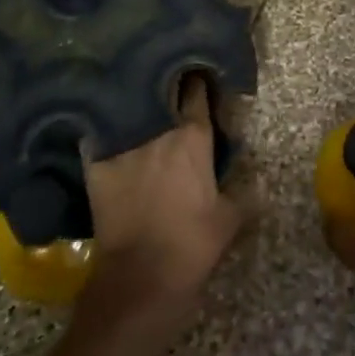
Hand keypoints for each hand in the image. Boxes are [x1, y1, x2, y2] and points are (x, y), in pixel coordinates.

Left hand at [78, 72, 241, 340]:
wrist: (140, 278)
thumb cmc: (192, 245)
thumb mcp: (229, 220)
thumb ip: (244, 193)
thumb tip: (258, 180)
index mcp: (193, 136)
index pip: (196, 91)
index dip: (198, 81)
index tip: (199, 76)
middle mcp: (157, 129)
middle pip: (161, 92)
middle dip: (165, 86)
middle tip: (168, 87)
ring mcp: (123, 143)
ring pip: (129, 109)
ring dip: (135, 105)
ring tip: (136, 100)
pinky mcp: (96, 162)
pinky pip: (97, 133)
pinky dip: (101, 128)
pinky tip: (100, 124)